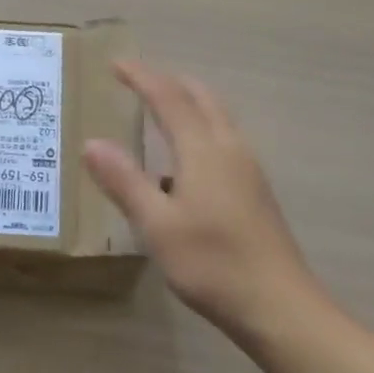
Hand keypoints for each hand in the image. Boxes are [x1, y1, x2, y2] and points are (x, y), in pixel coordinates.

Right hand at [84, 60, 324, 339]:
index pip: (168, 97)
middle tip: (138, 80)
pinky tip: (183, 163)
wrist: (282, 309)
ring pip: (217, 117)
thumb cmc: (213, 264)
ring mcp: (248, 169)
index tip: (116, 63)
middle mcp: (229, 148)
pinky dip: (199, 127)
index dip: (141, 77)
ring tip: (159, 110)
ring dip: (188, 103)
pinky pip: (223, 138)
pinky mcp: (255, 190)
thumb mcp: (157, 225)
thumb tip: (92, 142)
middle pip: (201, 97)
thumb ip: (124, 181)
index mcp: (203, 149)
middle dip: (169, 82)